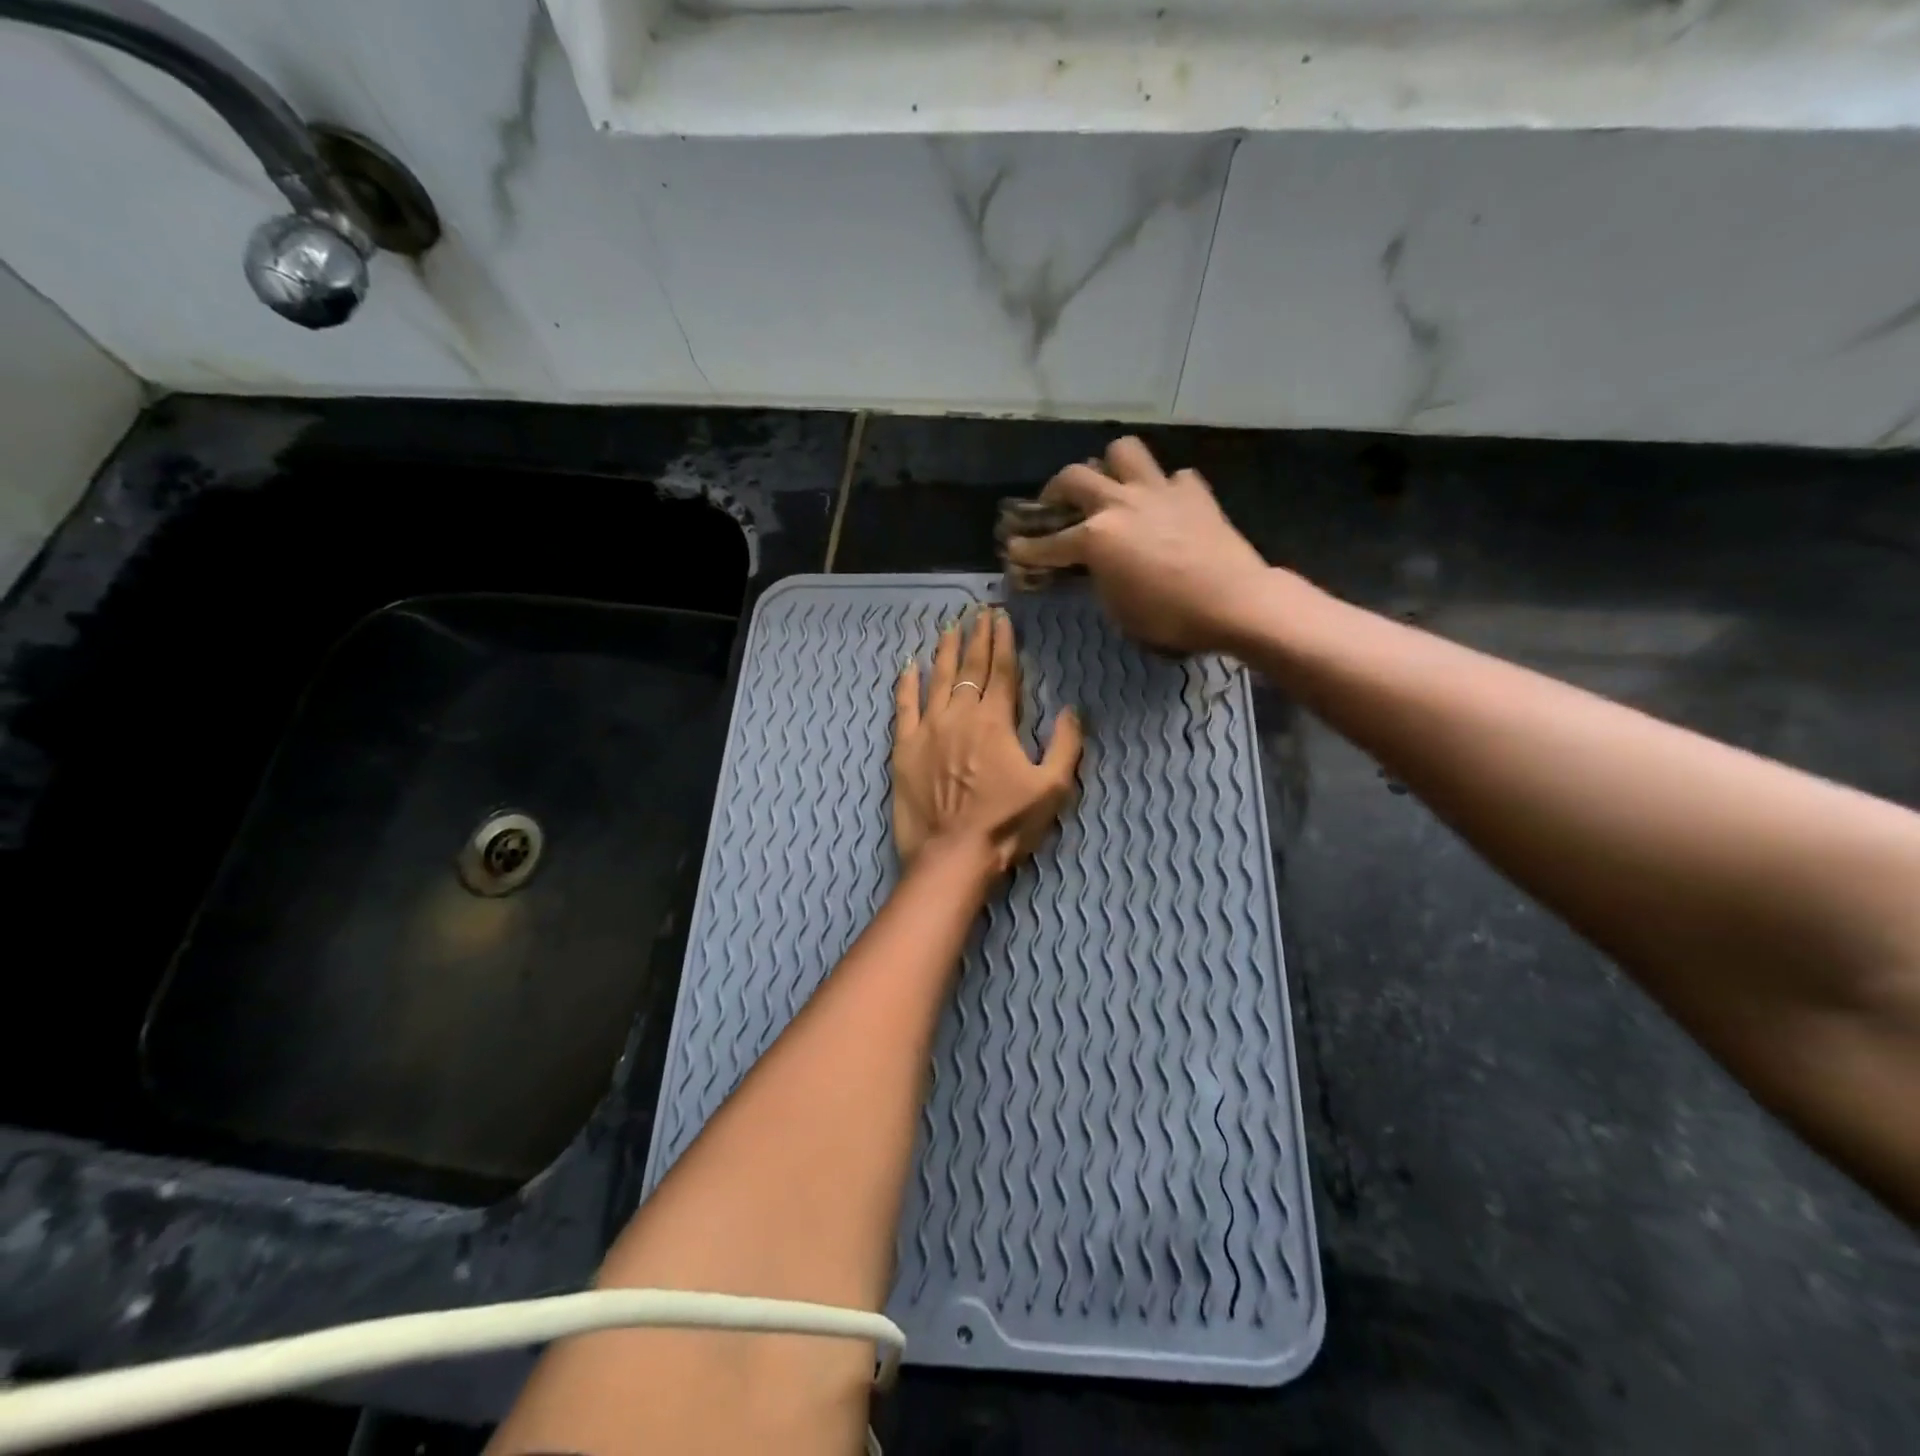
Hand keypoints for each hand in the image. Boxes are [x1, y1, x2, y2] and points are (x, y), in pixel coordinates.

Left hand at [892, 607, 1082, 874]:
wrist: (952, 855)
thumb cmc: (1006, 825)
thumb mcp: (1053, 789)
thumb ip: (1066, 745)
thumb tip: (1072, 710)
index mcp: (996, 722)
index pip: (1001, 670)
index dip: (1003, 641)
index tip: (1001, 617)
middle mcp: (960, 715)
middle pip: (970, 667)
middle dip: (977, 637)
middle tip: (978, 613)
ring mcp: (928, 729)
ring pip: (937, 679)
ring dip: (945, 652)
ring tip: (949, 628)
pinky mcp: (904, 748)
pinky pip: (903, 707)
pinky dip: (906, 684)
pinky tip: (909, 666)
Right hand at [1005, 436, 1268, 654]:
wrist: (1234, 600)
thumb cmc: (1168, 616)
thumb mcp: (1118, 608)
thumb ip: (1098, 578)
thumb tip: (1095, 566)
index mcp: (1096, 537)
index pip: (1049, 543)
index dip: (1027, 549)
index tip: (1013, 549)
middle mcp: (1120, 504)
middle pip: (1075, 476)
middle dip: (1056, 488)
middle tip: (1055, 503)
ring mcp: (1158, 491)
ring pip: (1123, 451)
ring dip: (1110, 464)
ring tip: (1110, 484)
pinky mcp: (1194, 491)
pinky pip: (1172, 477)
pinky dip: (1163, 488)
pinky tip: (1165, 506)